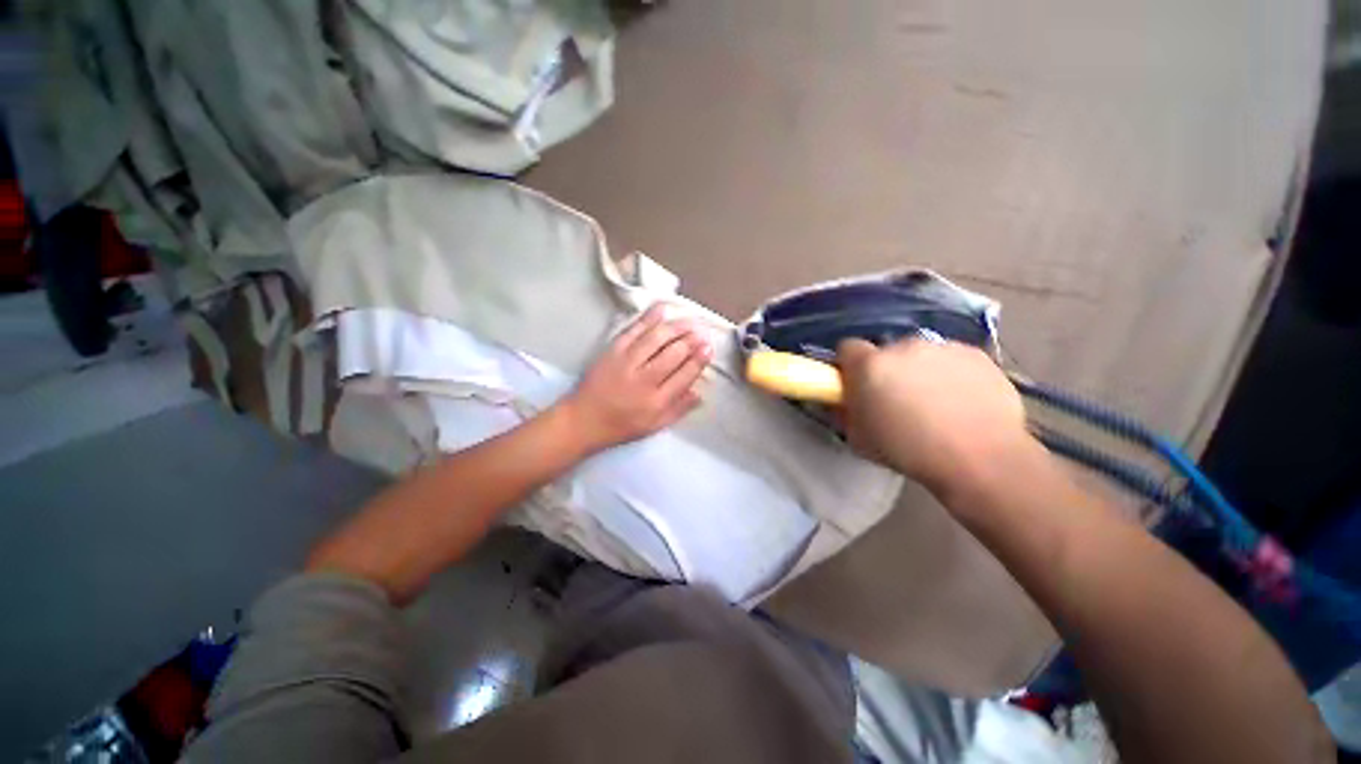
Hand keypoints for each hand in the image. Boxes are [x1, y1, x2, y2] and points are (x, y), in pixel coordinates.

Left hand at [561, 304, 712, 453]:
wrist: (582, 420)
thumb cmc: (621, 426)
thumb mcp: (654, 426)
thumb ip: (678, 410)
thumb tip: (700, 392)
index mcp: (656, 401)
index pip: (684, 375)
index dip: (699, 359)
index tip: (709, 348)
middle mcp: (644, 380)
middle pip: (674, 353)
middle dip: (692, 340)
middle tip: (704, 330)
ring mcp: (627, 362)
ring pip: (657, 338)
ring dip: (677, 327)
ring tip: (691, 320)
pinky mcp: (612, 351)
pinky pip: (634, 330)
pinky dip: (649, 318)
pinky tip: (662, 309)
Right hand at [836, 338, 1031, 496]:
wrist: (981, 459)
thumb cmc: (908, 451)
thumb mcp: (858, 439)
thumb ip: (845, 412)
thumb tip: (844, 402)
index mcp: (870, 365)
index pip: (847, 347)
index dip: (849, 365)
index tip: (856, 383)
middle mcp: (903, 346)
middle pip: (886, 351)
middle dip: (887, 370)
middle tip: (896, 400)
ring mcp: (943, 347)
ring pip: (921, 355)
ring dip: (919, 371)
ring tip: (935, 403)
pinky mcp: (976, 354)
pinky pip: (952, 359)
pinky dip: (951, 374)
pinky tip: (962, 402)